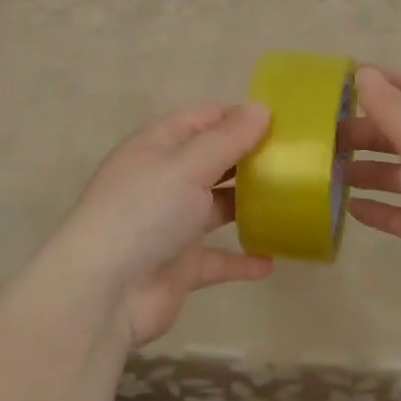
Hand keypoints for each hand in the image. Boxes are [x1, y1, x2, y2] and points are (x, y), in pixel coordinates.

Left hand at [42, 102, 274, 347]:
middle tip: (296, 159)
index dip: (239, 116)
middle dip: (250, 158)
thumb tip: (261, 108)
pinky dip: (242, 259)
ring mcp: (172, 224)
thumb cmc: (144, 212)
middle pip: (213, 161)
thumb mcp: (187, 165)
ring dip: (249, 206)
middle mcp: (164, 180)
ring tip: (293, 201)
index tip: (284, 121)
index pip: (203, 119)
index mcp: (158, 146)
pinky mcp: (180, 265)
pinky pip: (218, 258)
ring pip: (217, 208)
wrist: (104, 292)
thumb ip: (227, 140)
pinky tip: (271, 260)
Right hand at [345, 67, 400, 333]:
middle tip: (327, 136)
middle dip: (368, 131)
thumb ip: (392, 108)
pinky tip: (349, 208)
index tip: (344, 82)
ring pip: (400, 175)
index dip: (385, 83)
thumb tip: (363, 72)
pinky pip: (400, 215)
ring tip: (330, 171)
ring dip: (368, 170)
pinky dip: (377, 209)